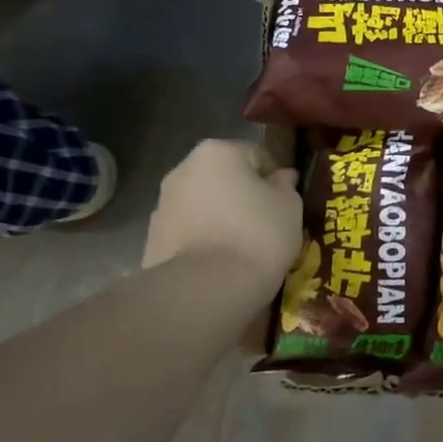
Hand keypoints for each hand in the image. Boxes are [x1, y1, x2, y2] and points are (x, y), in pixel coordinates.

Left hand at [142, 139, 301, 286]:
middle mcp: (183, 170)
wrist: (206, 289)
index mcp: (218, 152)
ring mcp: (162, 206)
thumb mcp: (289, 207)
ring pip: (205, 206)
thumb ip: (286, 186)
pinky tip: (222, 264)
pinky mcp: (152, 240)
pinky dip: (205, 241)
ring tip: (244, 248)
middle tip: (268, 224)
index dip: (276, 178)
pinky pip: (190, 233)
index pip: (257, 155)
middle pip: (225, 179)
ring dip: (223, 219)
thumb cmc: (257, 235)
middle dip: (244, 197)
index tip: (287, 202)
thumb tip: (281, 178)